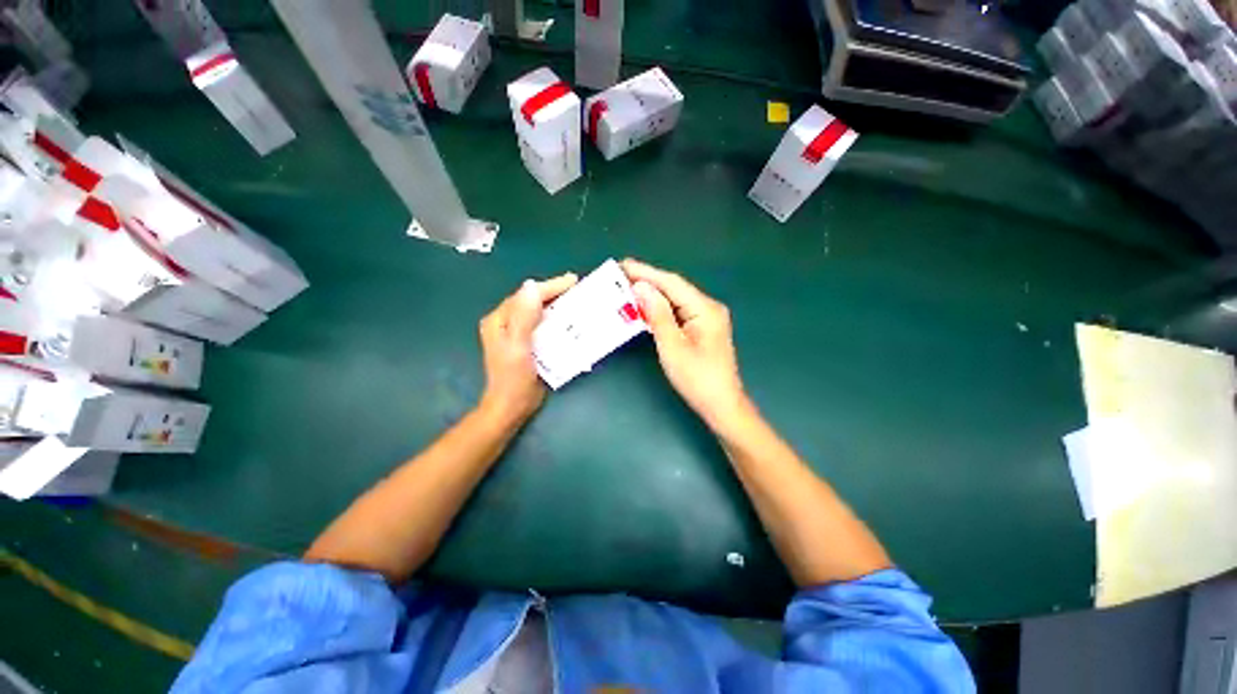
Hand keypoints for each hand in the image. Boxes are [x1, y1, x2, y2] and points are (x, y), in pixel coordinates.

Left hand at [478, 273, 577, 423]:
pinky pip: (543, 325)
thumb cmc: (513, 378)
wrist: (512, 407)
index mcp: (500, 319)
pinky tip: (571, 320)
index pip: (527, 295)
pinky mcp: (528, 343)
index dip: (550, 286)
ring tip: (579, 300)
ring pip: (540, 312)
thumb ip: (524, 317)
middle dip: (555, 293)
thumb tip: (531, 286)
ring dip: (558, 306)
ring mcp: (517, 333)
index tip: (573, 281)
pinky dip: (557, 320)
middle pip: (533, 301)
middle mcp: (507, 322)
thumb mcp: (518, 346)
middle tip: (579, 288)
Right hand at [622, 259, 750, 428]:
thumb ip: (657, 314)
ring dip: (653, 294)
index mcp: (705, 308)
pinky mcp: (703, 328)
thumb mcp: (672, 346)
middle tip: (620, 275)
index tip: (622, 265)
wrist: (721, 404)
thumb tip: (641, 287)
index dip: (646, 273)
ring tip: (627, 287)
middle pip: (674, 288)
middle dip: (648, 281)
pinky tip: (646, 307)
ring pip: (675, 299)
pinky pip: (678, 311)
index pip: (672, 283)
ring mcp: (707, 318)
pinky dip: (661, 308)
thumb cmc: (697, 378)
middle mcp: (708, 307)